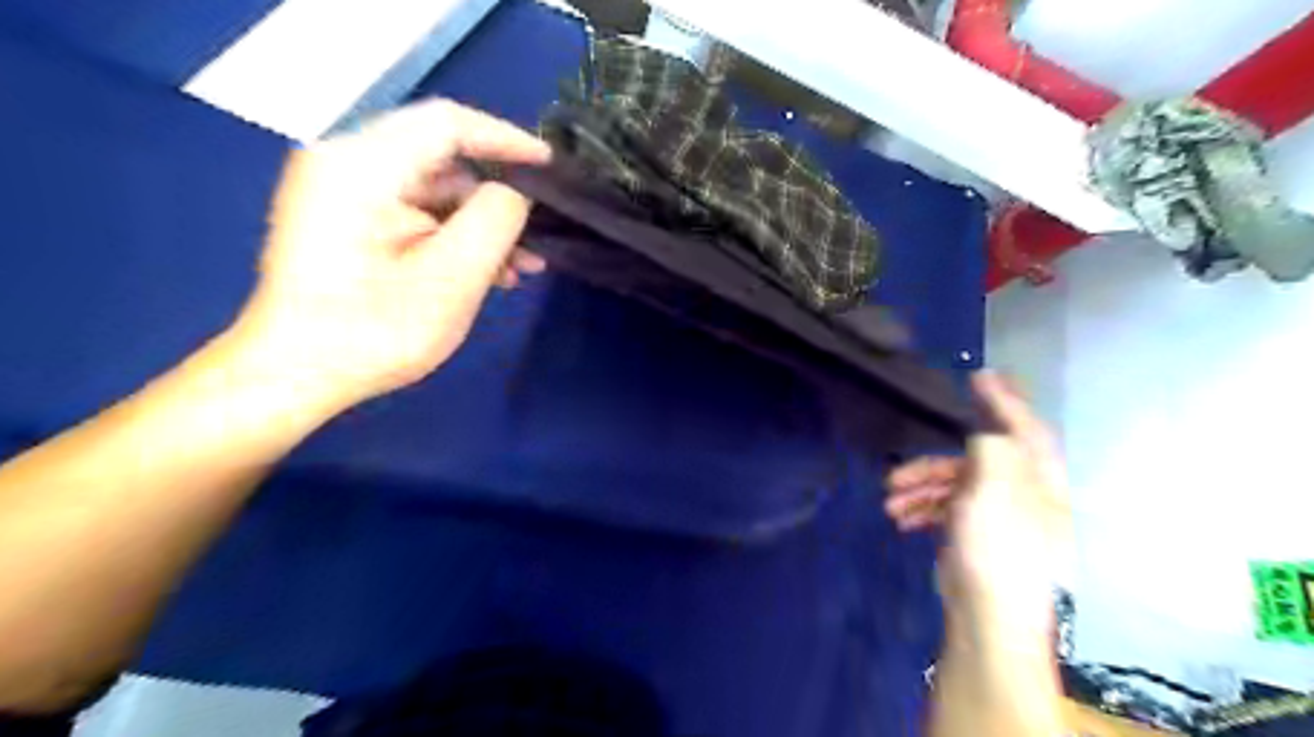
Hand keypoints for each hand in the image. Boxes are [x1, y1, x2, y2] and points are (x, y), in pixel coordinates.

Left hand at [231, 97, 550, 407]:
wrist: (294, 376)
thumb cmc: (374, 332)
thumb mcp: (452, 278)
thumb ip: (494, 221)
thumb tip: (513, 194)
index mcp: (362, 166)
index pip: (449, 124)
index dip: (507, 139)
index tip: (551, 165)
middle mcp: (346, 163)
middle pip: (442, 158)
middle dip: (497, 196)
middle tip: (540, 231)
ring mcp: (342, 193)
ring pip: (433, 190)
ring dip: (480, 225)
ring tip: (521, 267)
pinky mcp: (346, 221)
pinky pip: (414, 212)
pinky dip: (452, 236)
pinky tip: (486, 273)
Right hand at [886, 373, 1072, 633]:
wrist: (990, 617)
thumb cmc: (998, 548)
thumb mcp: (996, 488)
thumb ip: (994, 448)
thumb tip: (983, 432)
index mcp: (1038, 478)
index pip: (1023, 427)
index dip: (1004, 399)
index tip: (979, 375)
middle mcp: (1023, 492)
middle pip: (974, 461)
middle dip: (931, 465)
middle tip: (895, 472)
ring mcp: (998, 516)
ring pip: (954, 486)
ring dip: (920, 490)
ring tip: (889, 504)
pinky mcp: (977, 536)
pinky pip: (947, 509)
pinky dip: (923, 509)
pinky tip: (901, 520)